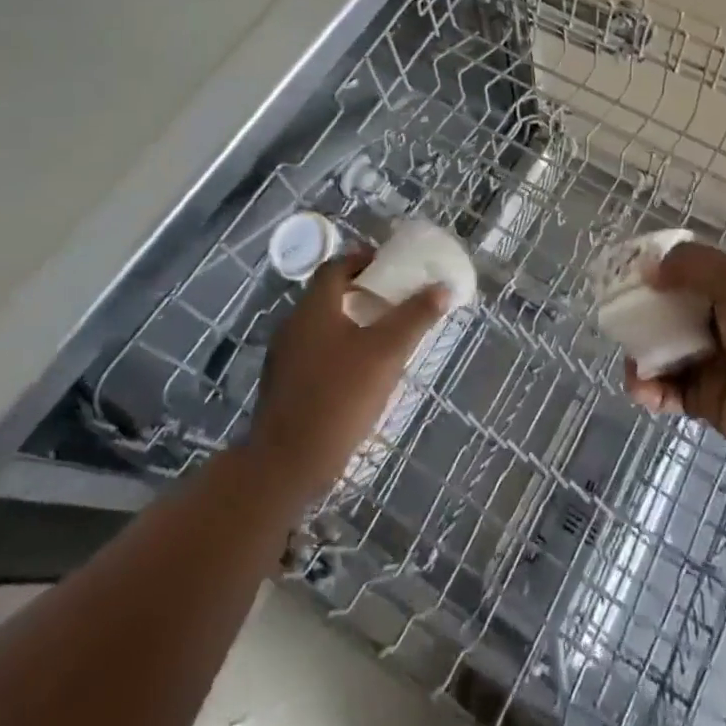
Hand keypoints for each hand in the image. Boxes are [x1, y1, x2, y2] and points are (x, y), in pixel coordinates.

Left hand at [247, 247, 449, 503]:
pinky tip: (360, 373)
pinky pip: (315, 353)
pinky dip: (338, 350)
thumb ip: (415, 317)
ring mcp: (284, 358)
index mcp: (314, 307)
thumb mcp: (386, 353)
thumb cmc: (339, 396)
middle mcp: (293, 324)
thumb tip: (442, 287)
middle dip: (361, 293)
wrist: (286, 465)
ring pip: (322, 326)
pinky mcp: (283, 387)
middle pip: (329, 295)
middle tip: (394, 301)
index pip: (336, 266)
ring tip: (384, 336)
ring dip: (350, 323)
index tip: (390, 266)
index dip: (363, 260)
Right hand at [622, 241, 725, 473]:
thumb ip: (693, 265)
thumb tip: (648, 271)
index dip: (653, 270)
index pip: (682, 272)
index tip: (623, 274)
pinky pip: (664, 391)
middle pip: (664, 313)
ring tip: (634, 367)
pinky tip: (644, 391)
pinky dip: (648, 390)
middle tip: (617, 322)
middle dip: (638, 315)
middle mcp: (714, 323)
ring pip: (659, 352)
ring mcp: (707, 363)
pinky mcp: (702, 400)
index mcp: (725, 291)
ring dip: (639, 356)